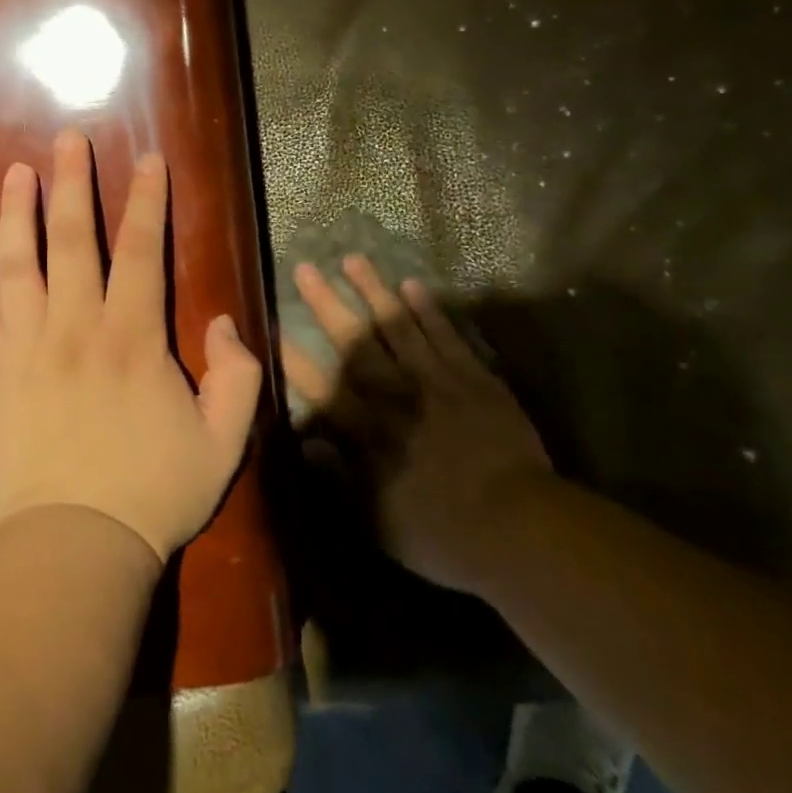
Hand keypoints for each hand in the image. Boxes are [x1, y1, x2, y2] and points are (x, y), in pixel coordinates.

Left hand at [0, 131, 265, 563]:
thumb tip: (226, 322)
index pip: (144, 251)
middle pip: (75, 240)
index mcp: (133, 337)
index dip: (148, 201)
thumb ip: (238, 377)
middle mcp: (77, 326)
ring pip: (20, 263)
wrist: (73, 544)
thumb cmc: (153, 491)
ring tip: (18, 171)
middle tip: (68, 138)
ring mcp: (27, 346)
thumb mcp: (224, 442)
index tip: (149, 160)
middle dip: (74, 183)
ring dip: (19, 212)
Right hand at [286, 255, 554, 591]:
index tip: (271, 327)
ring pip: (398, 326)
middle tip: (305, 268)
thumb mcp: (379, 522)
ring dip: (373, 291)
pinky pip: (446, 336)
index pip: (322, 386)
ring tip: (352, 258)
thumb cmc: (442, 534)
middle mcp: (396, 395)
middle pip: (355, 342)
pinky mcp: (473, 377)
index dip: (293, 356)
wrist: (520, 527)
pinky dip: (428, 309)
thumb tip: (308, 441)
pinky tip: (411, 284)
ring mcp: (436, 380)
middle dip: (327, 304)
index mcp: (370, 431)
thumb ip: (341, 479)